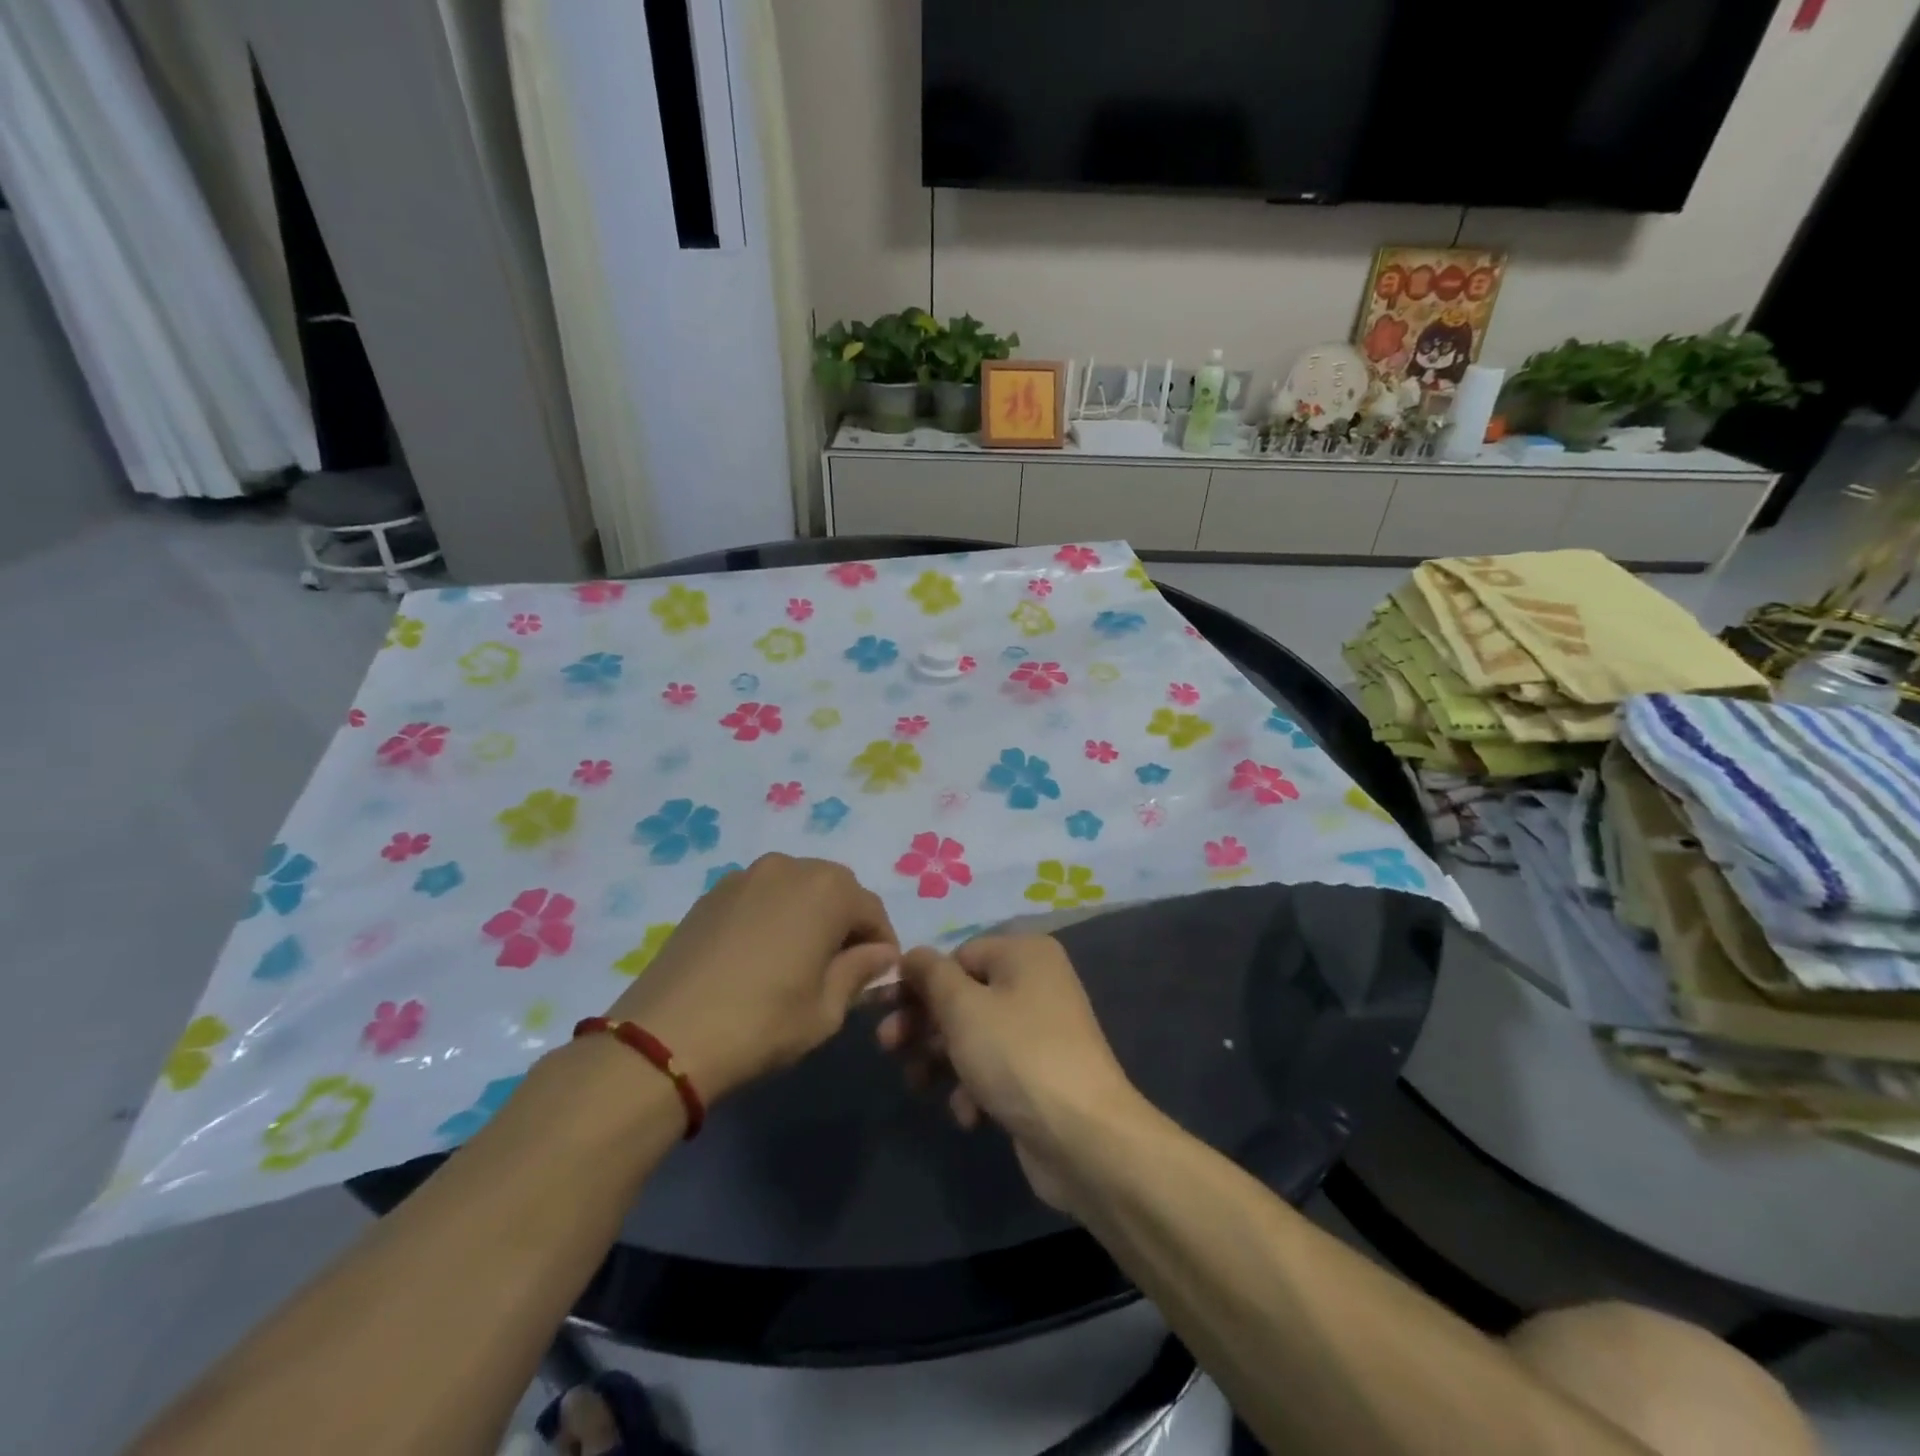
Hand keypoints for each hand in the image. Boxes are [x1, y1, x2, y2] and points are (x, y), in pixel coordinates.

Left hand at [605, 854, 897, 1102]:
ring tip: (799, 958)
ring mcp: (745, 876)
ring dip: (808, 914)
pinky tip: (760, 954)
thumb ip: (859, 972)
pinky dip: (772, 915)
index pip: (872, 910)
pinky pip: (760, 896)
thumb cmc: (763, 1024)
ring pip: (795, 888)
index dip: (881, 943)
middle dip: (845, 922)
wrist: (666, 1038)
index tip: (878, 975)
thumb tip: (880, 953)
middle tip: (840, 966)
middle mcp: (789, 867)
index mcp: (828, 890)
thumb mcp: (826, 1010)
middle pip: (834, 889)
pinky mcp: (711, 893)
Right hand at [878, 936, 1143, 1211]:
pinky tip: (969, 1115)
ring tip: (918, 1085)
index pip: (958, 956)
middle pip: (963, 996)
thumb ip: (931, 975)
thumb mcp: (963, 1007)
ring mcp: (1041, 1032)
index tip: (885, 1009)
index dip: (919, 982)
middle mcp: (1036, 984)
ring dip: (942, 1060)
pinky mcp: (1040, 1076)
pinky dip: (974, 1088)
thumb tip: (912, 954)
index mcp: (1025, 954)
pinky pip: (994, 1070)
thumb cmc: (1018, 1055)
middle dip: (923, 1024)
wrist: (1085, 1139)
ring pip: (973, 1035)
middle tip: (887, 1047)